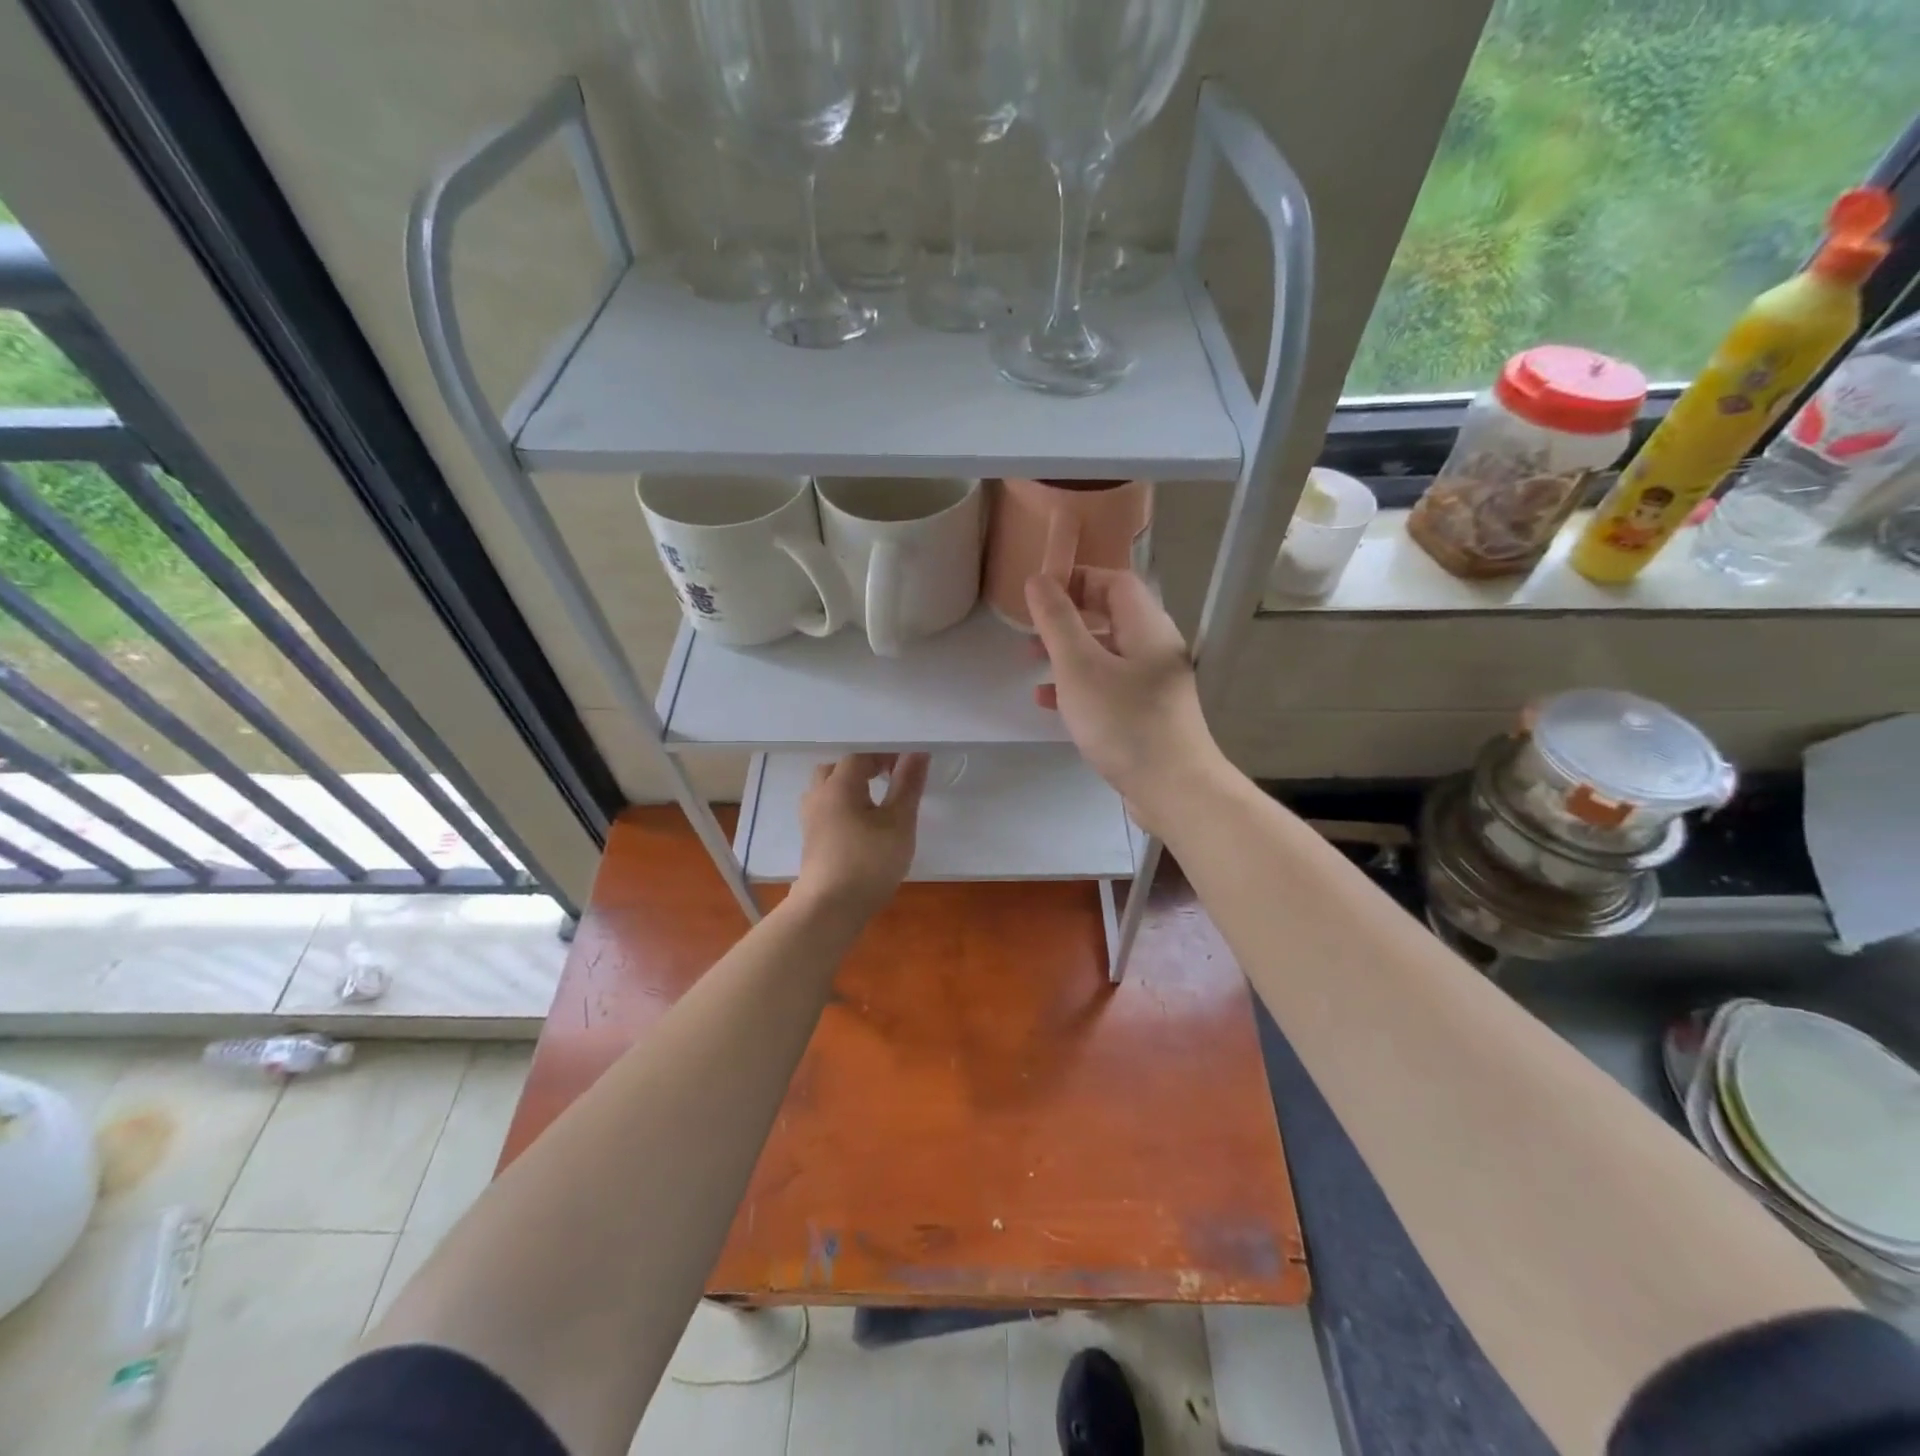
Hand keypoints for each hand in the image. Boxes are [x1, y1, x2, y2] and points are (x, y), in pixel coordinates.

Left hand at [794, 752, 928, 915]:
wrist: (830, 908)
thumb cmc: (869, 862)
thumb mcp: (899, 822)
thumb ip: (908, 785)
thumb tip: (917, 752)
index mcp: (839, 784)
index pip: (861, 754)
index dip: (885, 753)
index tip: (908, 763)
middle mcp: (819, 794)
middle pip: (839, 767)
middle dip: (865, 766)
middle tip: (892, 776)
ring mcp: (811, 817)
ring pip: (829, 788)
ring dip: (852, 786)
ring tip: (878, 799)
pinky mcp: (811, 838)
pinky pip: (827, 807)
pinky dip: (845, 804)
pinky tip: (863, 822)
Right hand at [1026, 570, 1226, 836]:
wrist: (1174, 789)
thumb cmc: (1124, 721)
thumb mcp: (1079, 667)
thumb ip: (1056, 621)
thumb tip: (1038, 579)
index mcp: (1146, 626)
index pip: (1114, 581)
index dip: (1076, 579)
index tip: (1039, 593)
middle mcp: (1155, 648)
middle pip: (1110, 616)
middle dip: (1067, 618)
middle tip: (1031, 628)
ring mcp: (1153, 683)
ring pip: (1106, 653)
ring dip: (1068, 653)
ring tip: (1031, 661)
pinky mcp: (1147, 714)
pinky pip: (1109, 686)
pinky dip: (1079, 685)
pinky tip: (1049, 702)